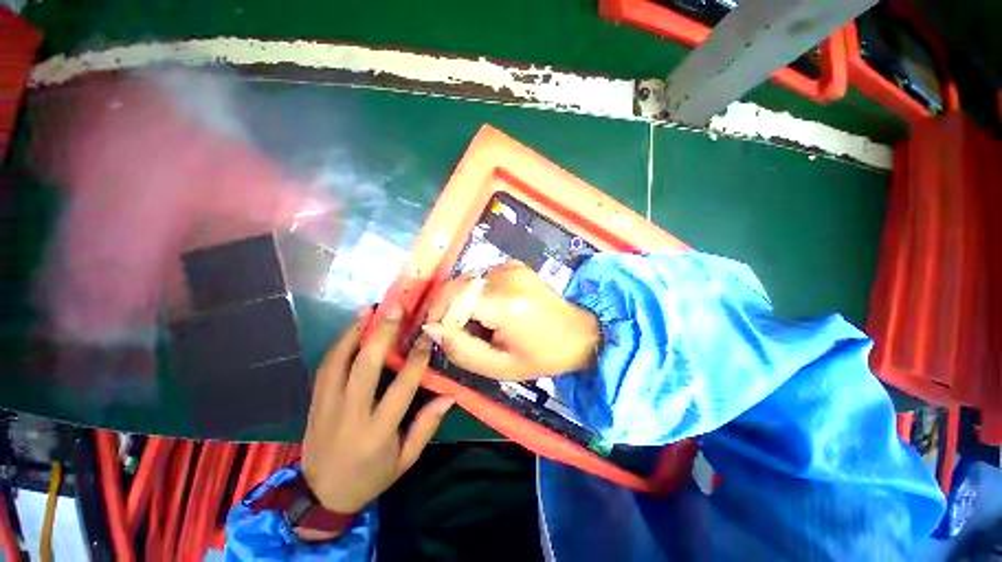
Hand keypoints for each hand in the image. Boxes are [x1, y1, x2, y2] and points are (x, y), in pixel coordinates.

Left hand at [301, 306, 453, 526]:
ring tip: (370, 309)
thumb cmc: (371, 477)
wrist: (321, 497)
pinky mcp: (314, 402)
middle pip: (366, 367)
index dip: (416, 359)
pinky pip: (325, 367)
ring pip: (339, 362)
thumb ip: (427, 425)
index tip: (426, 337)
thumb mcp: (406, 459)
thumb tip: (449, 395)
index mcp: (378, 432)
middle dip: (382, 334)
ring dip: (355, 332)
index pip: (401, 388)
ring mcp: (327, 407)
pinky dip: (339, 344)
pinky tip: (351, 328)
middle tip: (396, 310)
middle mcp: (350, 415)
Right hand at [422, 261, 599, 380]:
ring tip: (477, 325)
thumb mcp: (500, 366)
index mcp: (505, 303)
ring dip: (461, 302)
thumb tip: (430, 329)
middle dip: (447, 310)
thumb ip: (461, 350)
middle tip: (458, 334)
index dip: (438, 316)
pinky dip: (475, 294)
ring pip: (466, 281)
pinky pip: (480, 278)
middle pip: (457, 286)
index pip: (453, 298)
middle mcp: (506, 276)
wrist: (578, 333)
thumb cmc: (542, 356)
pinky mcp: (513, 265)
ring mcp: (510, 266)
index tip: (440, 337)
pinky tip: (488, 311)